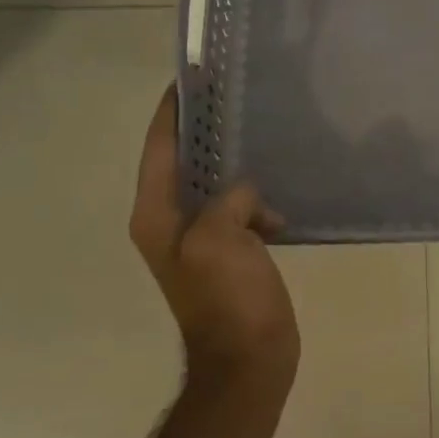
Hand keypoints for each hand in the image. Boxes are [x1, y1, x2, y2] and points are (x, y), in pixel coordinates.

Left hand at [130, 84, 298, 396]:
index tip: (193, 74)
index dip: (172, 110)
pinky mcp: (230, 250)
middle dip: (207, 128)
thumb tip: (248, 194)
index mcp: (156, 215)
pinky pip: (240, 206)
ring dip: (235, 160)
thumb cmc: (226, 301)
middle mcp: (171, 221)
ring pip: (216, 183)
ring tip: (263, 127)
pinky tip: (282, 183)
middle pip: (185, 160)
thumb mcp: (218, 240)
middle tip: (237, 92)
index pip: (159, 148)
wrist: (247, 363)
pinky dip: (256, 193)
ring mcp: (201, 237)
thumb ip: (228, 199)